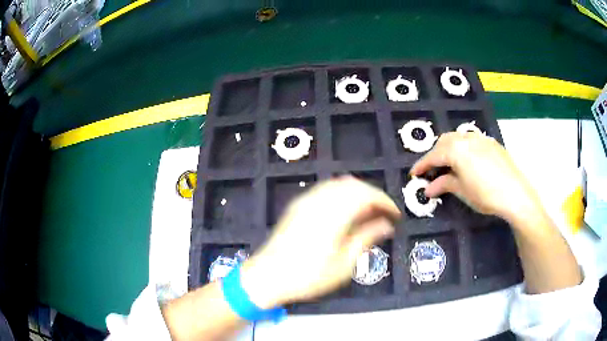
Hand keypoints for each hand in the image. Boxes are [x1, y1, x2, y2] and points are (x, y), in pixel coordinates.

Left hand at [241, 177, 399, 308]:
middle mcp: (319, 201)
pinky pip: (325, 190)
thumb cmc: (307, 277)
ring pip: (339, 185)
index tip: (394, 214)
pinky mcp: (298, 206)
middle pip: (353, 185)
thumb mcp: (343, 265)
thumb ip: (365, 239)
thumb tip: (386, 225)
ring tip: (367, 214)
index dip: (384, 201)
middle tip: (383, 216)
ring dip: (357, 194)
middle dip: (373, 196)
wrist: (267, 276)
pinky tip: (345, 212)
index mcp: (333, 215)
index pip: (366, 195)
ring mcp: (305, 201)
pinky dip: (342, 195)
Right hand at [411, 132, 541, 224]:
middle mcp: (466, 138)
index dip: (422, 165)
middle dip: (435, 154)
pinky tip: (467, 161)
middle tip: (432, 170)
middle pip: (444, 141)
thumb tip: (428, 188)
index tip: (413, 174)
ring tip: (448, 164)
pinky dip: (463, 147)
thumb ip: (444, 185)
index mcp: (456, 149)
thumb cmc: (485, 195)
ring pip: (458, 138)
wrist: (515, 194)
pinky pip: (471, 140)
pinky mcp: (491, 142)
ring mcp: (480, 138)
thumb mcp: (462, 191)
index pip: (433, 156)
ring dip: (449, 148)